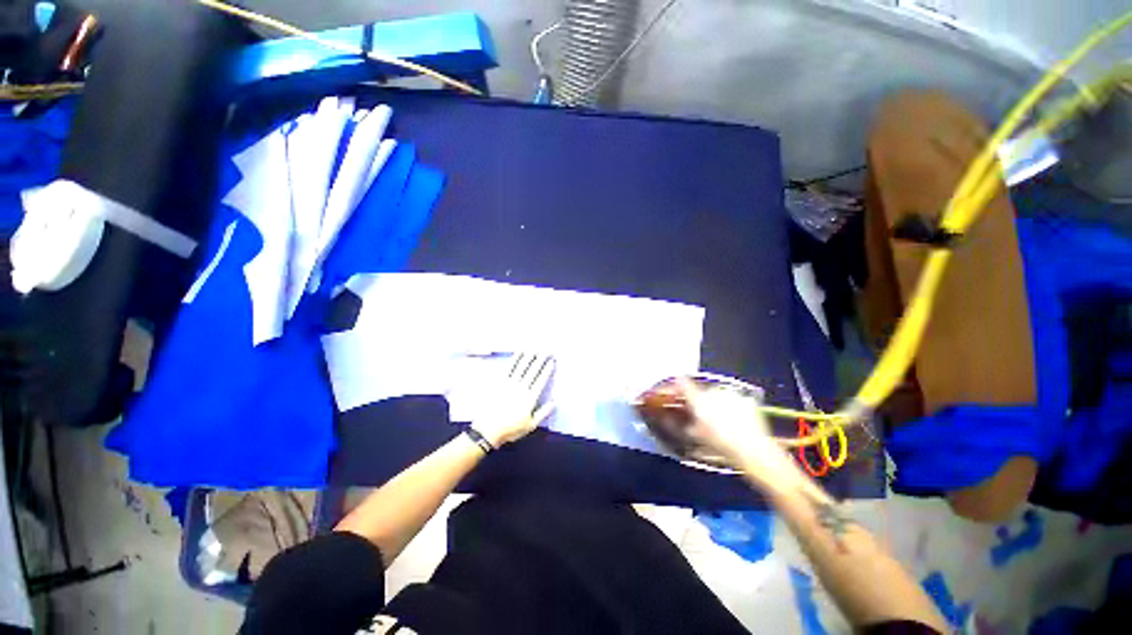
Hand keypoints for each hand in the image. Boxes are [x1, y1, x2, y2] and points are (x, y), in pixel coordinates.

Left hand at [469, 353, 555, 447]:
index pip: (540, 380)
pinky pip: (508, 367)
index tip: (551, 361)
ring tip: (535, 347)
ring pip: (521, 366)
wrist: (488, 430)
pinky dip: (515, 358)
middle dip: (541, 359)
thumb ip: (543, 413)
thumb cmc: (511, 429)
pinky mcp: (499, 381)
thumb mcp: (531, 425)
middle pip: (533, 370)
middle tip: (547, 349)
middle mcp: (521, 387)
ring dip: (529, 355)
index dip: (547, 370)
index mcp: (530, 398)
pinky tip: (518, 352)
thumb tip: (555, 402)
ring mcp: (509, 383)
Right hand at [676, 379, 801, 488]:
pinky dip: (734, 407)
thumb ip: (682, 422)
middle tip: (705, 416)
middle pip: (703, 392)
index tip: (677, 384)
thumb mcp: (695, 435)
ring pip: (720, 396)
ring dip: (718, 403)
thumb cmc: (721, 443)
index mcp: (698, 399)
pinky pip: (735, 401)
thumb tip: (671, 418)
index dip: (678, 383)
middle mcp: (714, 392)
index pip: (684, 384)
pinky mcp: (747, 399)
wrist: (753, 450)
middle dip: (702, 400)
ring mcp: (732, 394)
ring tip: (723, 421)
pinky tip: (736, 421)